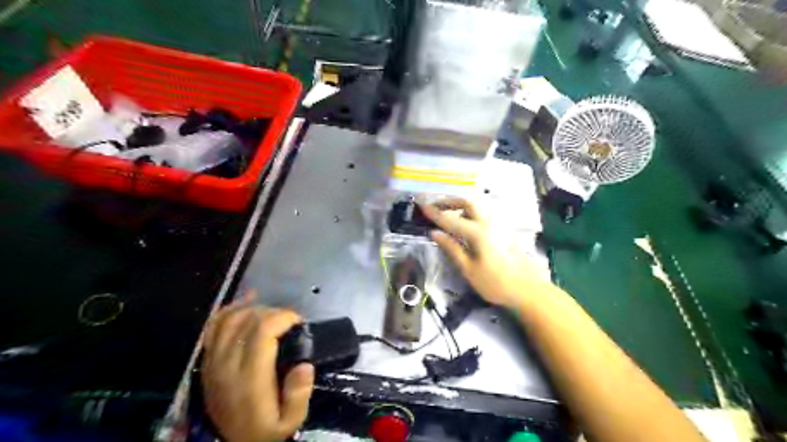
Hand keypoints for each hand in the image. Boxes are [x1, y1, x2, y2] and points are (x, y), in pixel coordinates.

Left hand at [200, 289, 314, 441]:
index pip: (262, 331)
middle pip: (248, 320)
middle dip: (274, 312)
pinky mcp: (208, 359)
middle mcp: (227, 364)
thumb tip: (305, 365)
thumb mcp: (290, 422)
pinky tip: (247, 301)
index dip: (282, 317)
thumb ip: (299, 396)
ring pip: (231, 318)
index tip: (298, 322)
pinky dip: (230, 309)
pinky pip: (214, 326)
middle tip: (290, 322)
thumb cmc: (264, 430)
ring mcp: (213, 360)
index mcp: (249, 378)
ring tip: (272, 314)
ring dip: (254, 309)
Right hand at [424, 199, 551, 308]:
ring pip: (478, 205)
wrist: (528, 289)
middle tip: (436, 207)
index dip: (434, 213)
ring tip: (448, 216)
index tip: (421, 205)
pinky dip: (471, 212)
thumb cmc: (496, 283)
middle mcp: (489, 222)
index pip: (451, 219)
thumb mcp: (469, 269)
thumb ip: (451, 248)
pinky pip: (484, 213)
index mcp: (478, 233)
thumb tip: (434, 233)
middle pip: (468, 201)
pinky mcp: (504, 229)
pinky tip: (466, 224)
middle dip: (450, 201)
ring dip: (461, 205)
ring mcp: (499, 224)